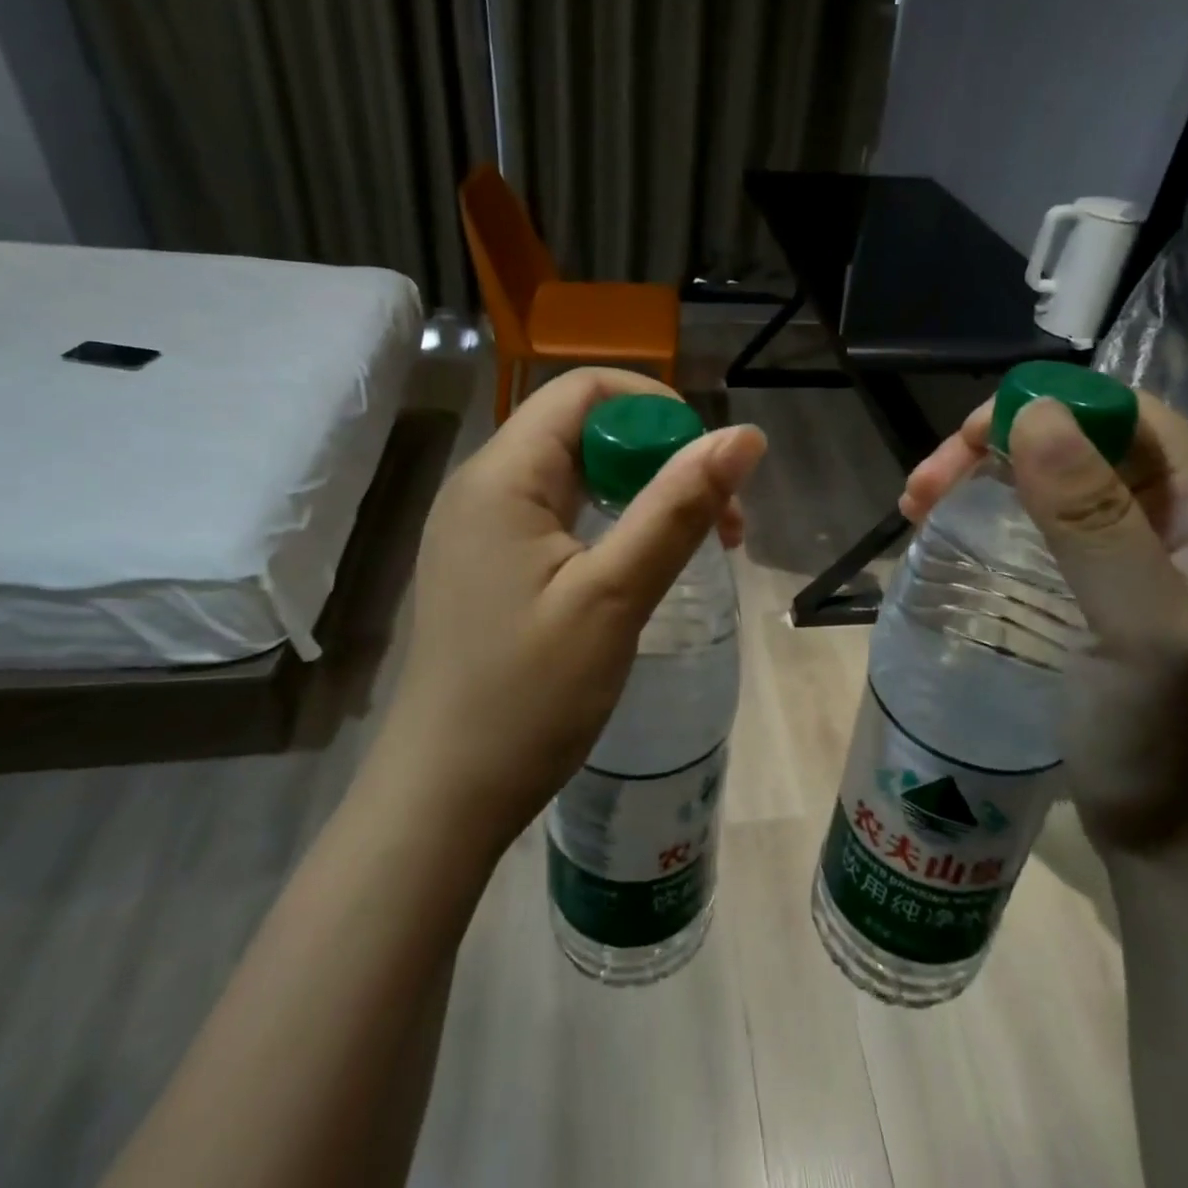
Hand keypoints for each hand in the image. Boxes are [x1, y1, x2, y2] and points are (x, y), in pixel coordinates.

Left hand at [368, 368, 765, 858]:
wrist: (444, 797)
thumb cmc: (528, 698)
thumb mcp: (614, 597)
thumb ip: (677, 509)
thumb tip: (743, 436)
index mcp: (502, 475)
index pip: (585, 390)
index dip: (657, 409)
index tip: (709, 466)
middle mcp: (484, 485)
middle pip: (583, 428)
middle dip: (659, 456)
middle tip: (719, 520)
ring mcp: (482, 527)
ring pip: (576, 473)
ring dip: (642, 491)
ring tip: (698, 543)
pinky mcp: (490, 563)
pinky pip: (559, 513)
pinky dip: (612, 521)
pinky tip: (643, 563)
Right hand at [902, 392, 1187, 853]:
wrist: (1175, 846)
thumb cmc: (1165, 742)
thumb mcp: (1137, 628)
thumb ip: (1093, 520)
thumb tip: (1035, 413)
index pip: (1126, 415)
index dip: (1046, 409)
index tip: (968, 442)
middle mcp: (1181, 521)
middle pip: (1081, 444)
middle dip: (996, 449)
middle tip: (923, 485)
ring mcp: (1140, 556)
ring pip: (1054, 481)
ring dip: (983, 479)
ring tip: (917, 506)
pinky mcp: (1102, 589)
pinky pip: (1042, 525)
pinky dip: (990, 516)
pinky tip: (946, 531)